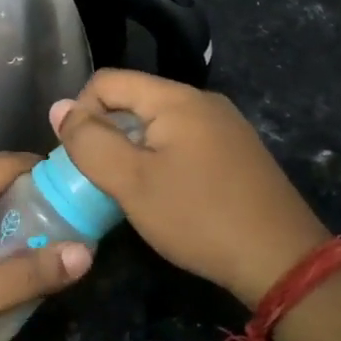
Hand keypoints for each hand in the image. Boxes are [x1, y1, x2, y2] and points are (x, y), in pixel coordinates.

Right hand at [51, 71, 328, 309]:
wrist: (281, 259)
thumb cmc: (198, 217)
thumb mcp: (131, 182)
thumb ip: (90, 142)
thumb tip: (60, 108)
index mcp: (177, 98)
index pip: (107, 81)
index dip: (81, 112)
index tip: (80, 157)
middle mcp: (203, 101)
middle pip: (133, 100)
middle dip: (107, 133)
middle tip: (100, 178)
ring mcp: (225, 126)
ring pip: (158, 123)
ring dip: (132, 149)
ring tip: (128, 189)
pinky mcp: (237, 152)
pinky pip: (183, 141)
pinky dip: (160, 159)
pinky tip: (165, 195)